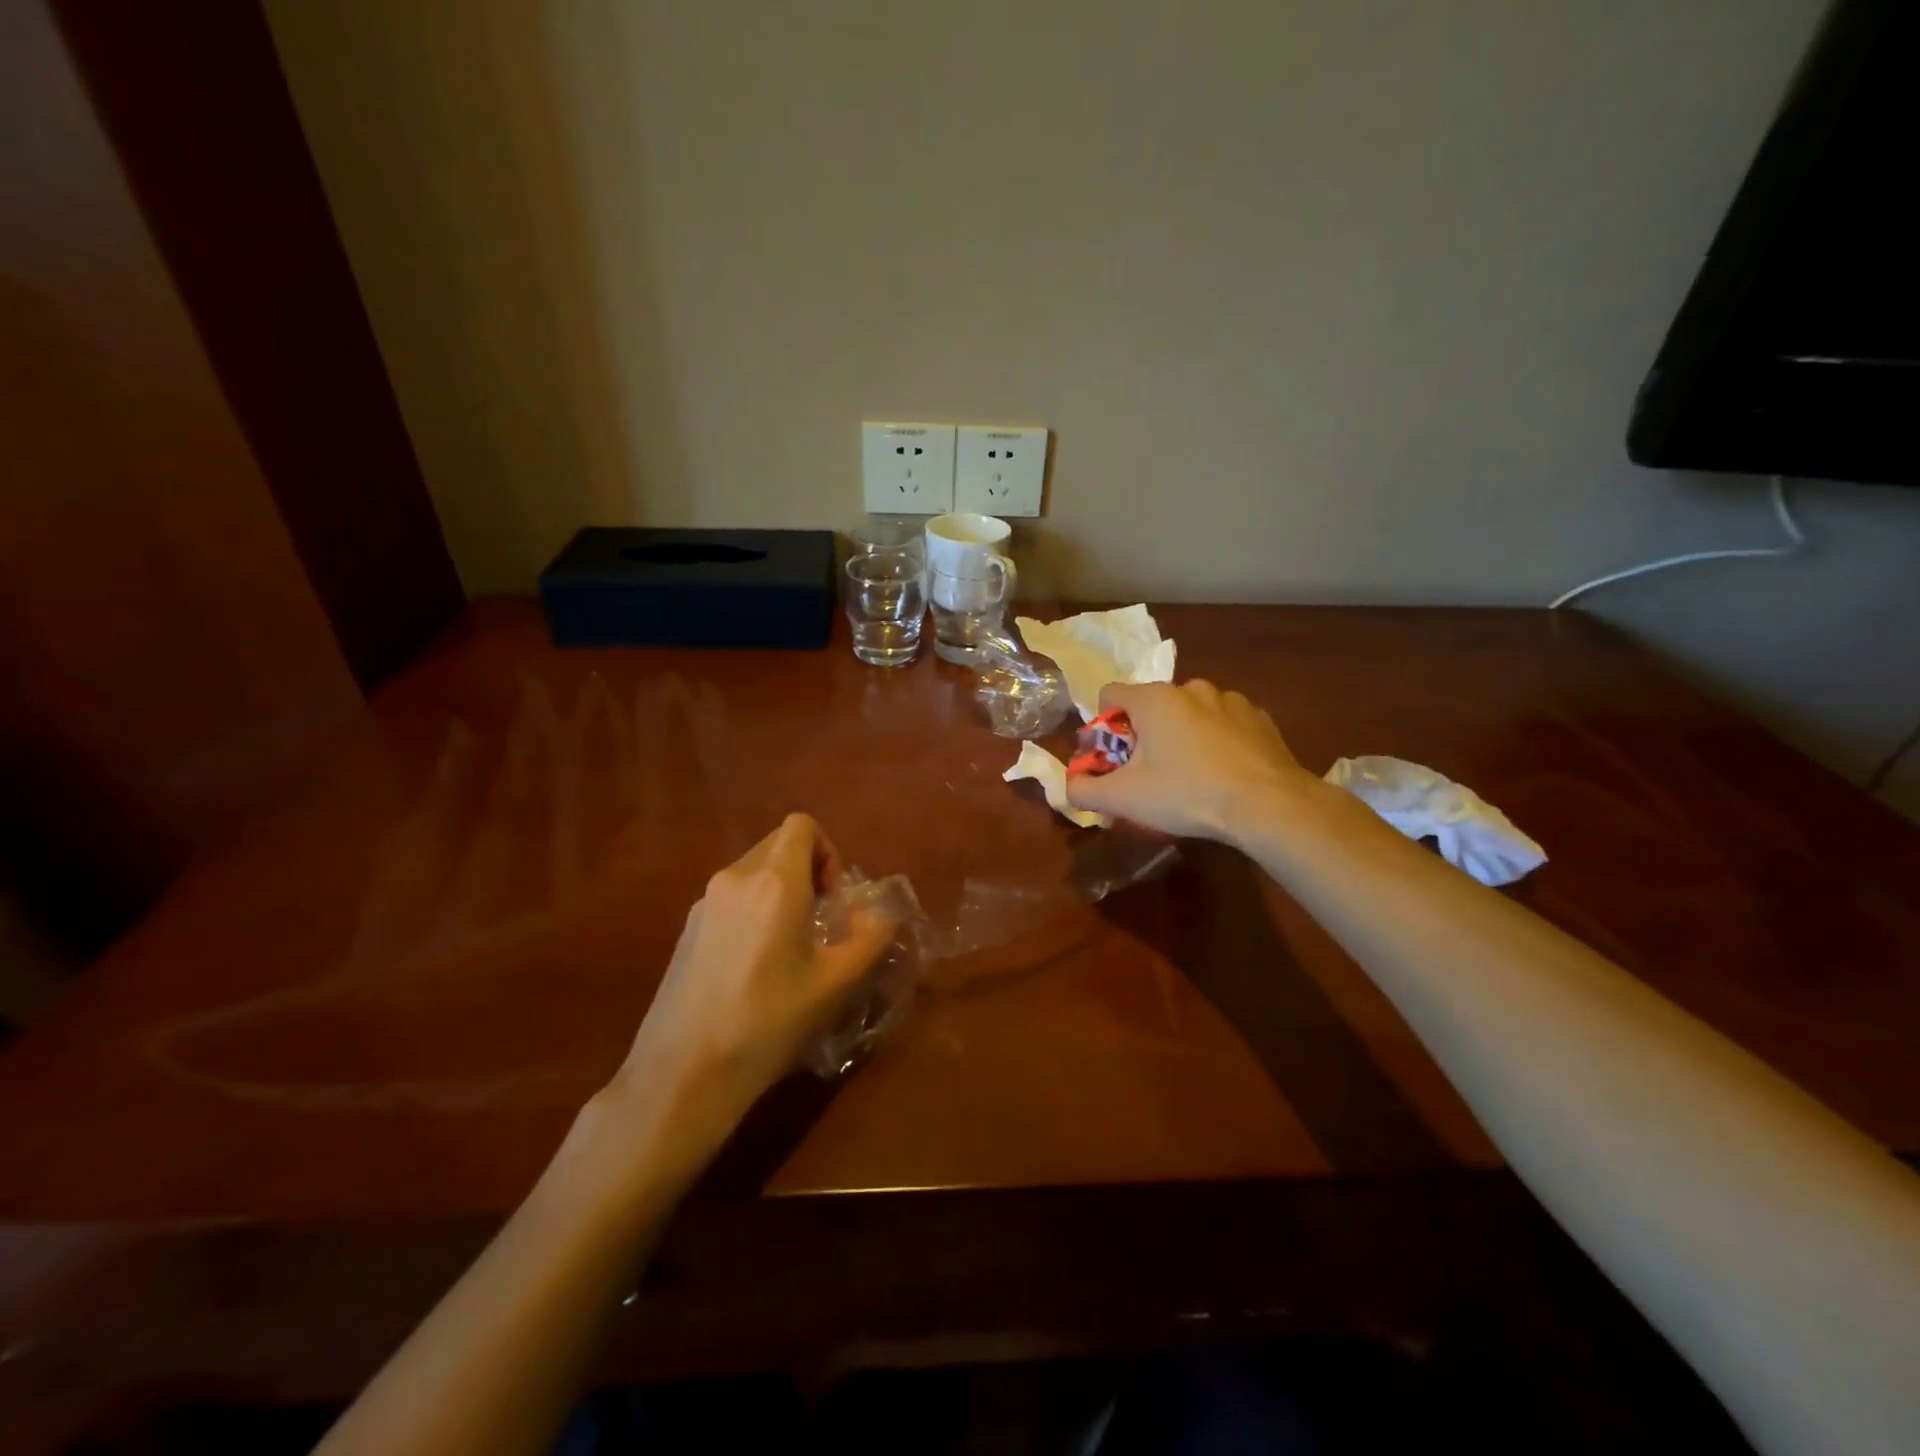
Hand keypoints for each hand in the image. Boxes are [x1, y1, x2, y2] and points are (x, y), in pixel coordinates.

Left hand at [609, 814, 898, 1129]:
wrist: (684, 1073)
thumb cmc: (770, 1022)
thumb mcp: (838, 984)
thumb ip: (871, 938)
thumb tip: (878, 915)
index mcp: (775, 882)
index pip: (802, 825)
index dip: (828, 850)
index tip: (833, 899)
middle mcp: (735, 878)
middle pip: (778, 844)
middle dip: (807, 870)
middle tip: (819, 921)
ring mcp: (704, 903)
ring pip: (754, 871)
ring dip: (780, 890)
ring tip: (789, 946)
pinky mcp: (686, 928)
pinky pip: (731, 897)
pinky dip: (753, 910)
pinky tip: (754, 966)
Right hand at [1065, 681, 1314, 842]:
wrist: (1268, 805)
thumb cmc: (1187, 794)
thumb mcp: (1124, 798)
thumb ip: (1084, 790)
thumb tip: (1069, 786)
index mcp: (1154, 698)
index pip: (1110, 695)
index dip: (1103, 728)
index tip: (1115, 761)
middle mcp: (1190, 688)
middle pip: (1150, 706)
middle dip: (1144, 736)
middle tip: (1151, 776)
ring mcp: (1230, 700)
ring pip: (1189, 714)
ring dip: (1182, 737)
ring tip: (1192, 777)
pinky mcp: (1259, 718)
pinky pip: (1224, 724)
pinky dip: (1217, 742)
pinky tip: (1225, 774)